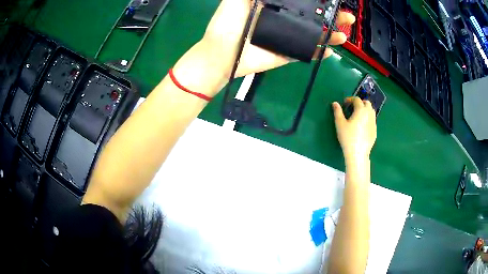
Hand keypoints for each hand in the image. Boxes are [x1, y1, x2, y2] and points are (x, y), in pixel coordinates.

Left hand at [202, 0, 355, 78]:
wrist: (220, 56)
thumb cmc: (225, 26)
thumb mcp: (235, 1)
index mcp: (274, 7)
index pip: (300, 2)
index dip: (316, 1)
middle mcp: (284, 21)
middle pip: (313, 17)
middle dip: (331, 16)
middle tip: (346, 16)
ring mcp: (287, 38)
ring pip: (314, 35)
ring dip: (331, 34)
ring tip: (343, 33)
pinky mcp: (286, 54)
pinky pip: (306, 53)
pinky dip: (319, 53)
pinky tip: (330, 51)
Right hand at [332, 98, 376, 162]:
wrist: (358, 153)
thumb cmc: (348, 137)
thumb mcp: (340, 124)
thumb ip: (337, 112)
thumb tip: (335, 103)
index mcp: (361, 110)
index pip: (357, 100)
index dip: (350, 99)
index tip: (345, 103)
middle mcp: (369, 114)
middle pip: (367, 103)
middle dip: (360, 102)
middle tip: (353, 107)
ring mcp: (373, 123)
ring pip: (371, 111)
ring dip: (365, 110)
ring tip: (358, 115)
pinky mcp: (375, 131)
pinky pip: (372, 121)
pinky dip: (368, 119)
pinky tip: (362, 126)